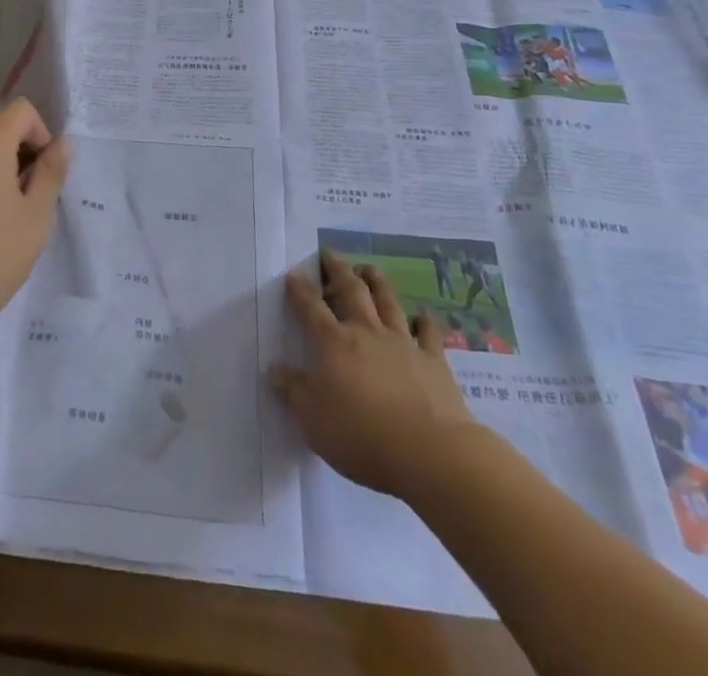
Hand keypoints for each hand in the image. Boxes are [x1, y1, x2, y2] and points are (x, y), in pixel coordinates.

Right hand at [269, 249, 482, 500]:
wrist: (429, 452)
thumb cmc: (362, 434)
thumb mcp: (312, 418)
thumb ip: (292, 390)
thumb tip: (273, 368)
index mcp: (335, 343)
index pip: (311, 309)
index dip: (300, 290)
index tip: (292, 273)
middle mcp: (367, 333)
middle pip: (351, 292)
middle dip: (338, 270)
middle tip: (330, 254)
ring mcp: (403, 344)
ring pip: (388, 302)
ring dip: (377, 282)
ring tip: (368, 267)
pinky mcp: (434, 362)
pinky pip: (429, 334)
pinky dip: (425, 322)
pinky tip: (424, 315)